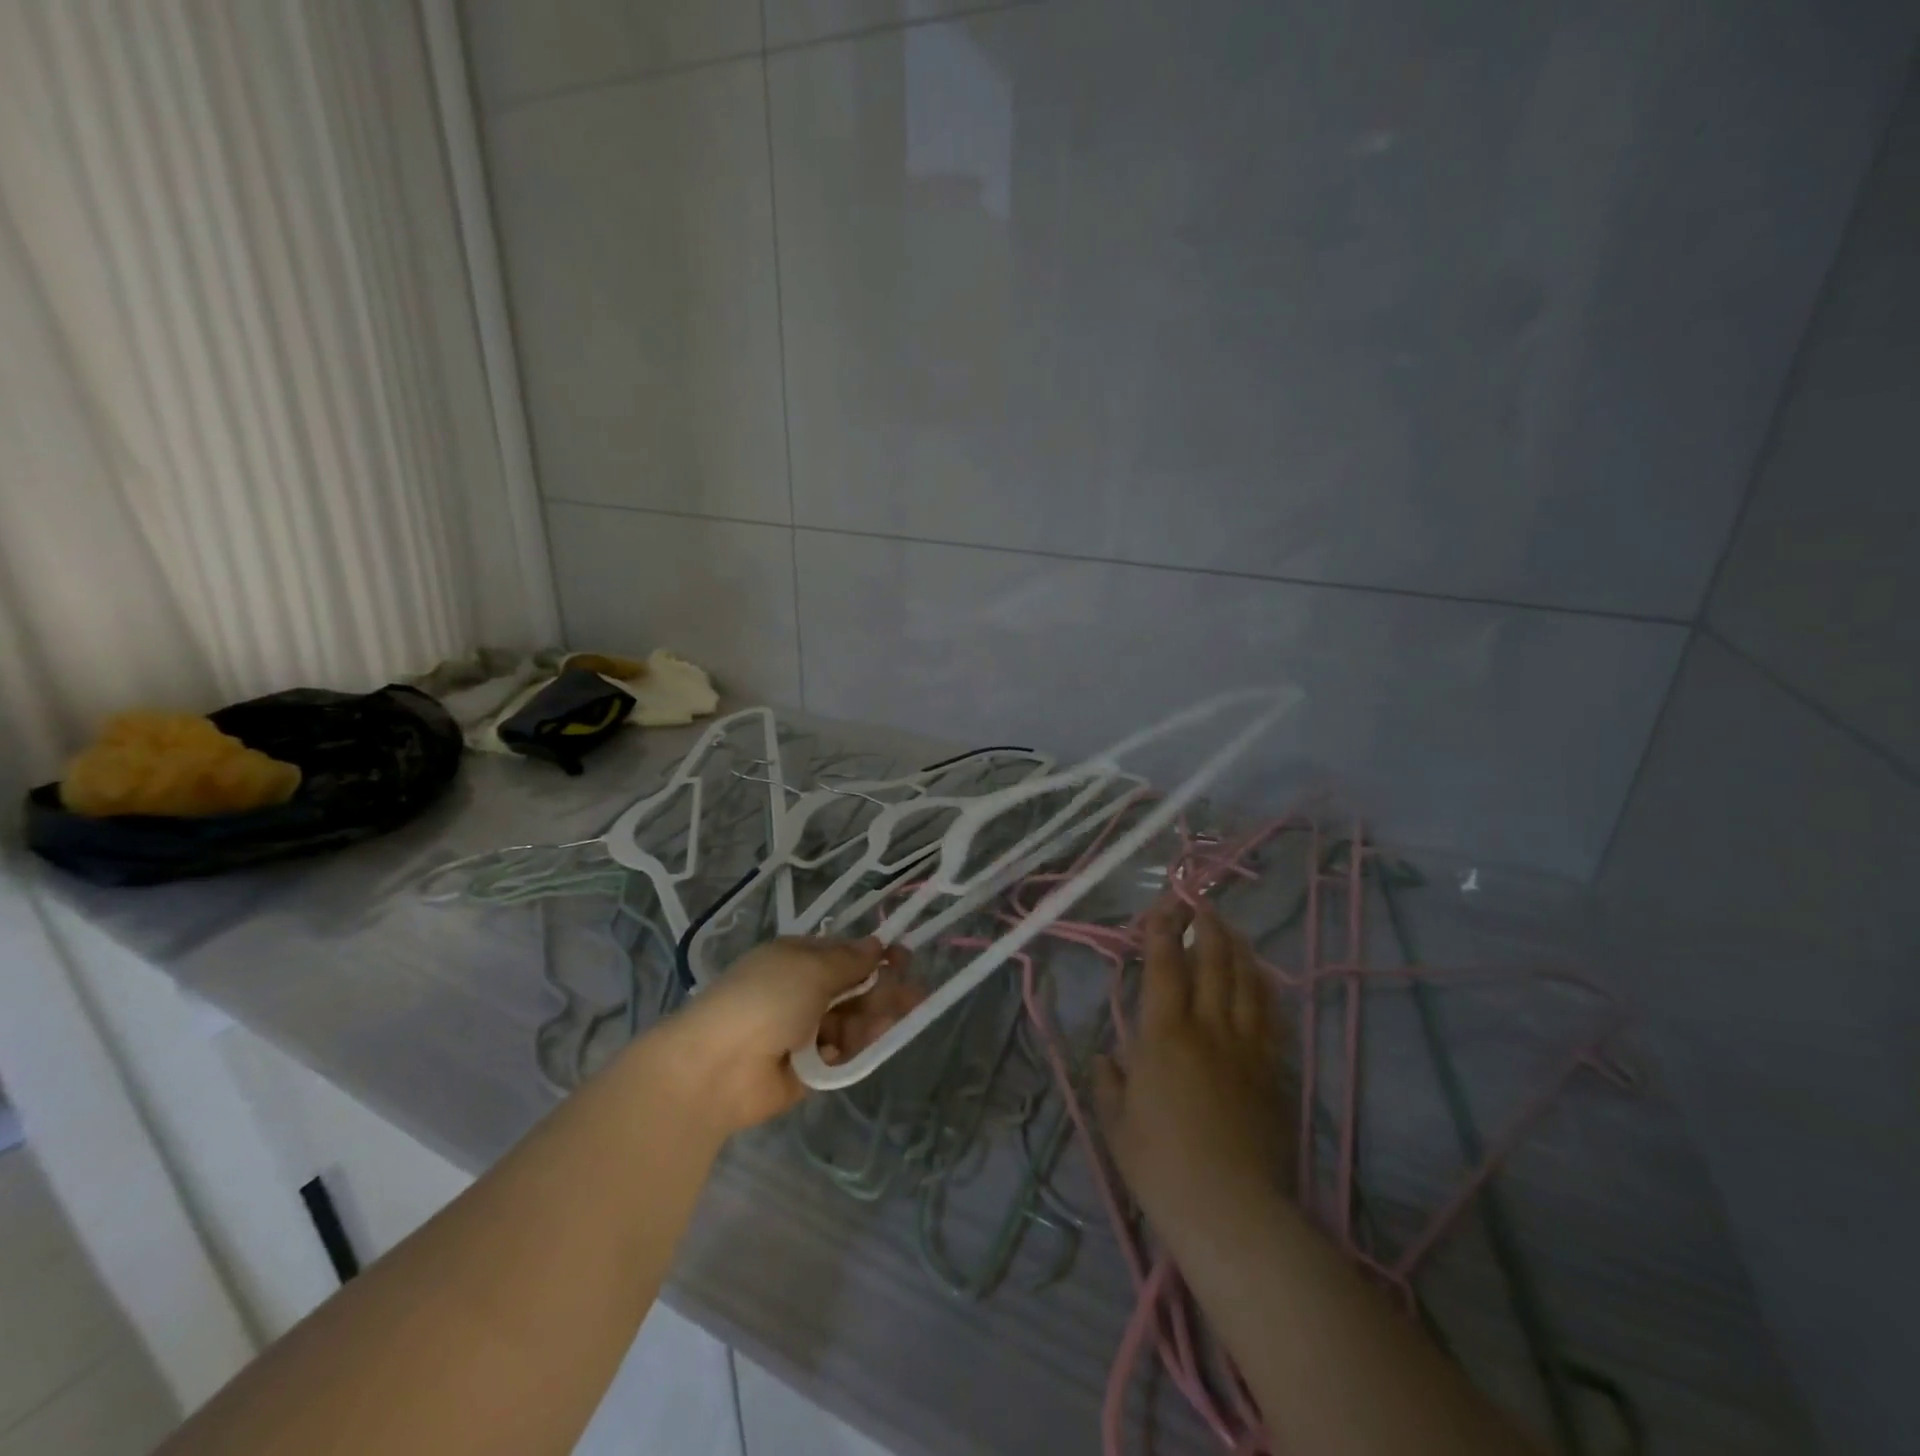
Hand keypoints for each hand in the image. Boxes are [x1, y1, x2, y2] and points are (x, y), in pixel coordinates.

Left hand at [653, 936, 922, 1133]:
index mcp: (796, 959)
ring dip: (871, 1019)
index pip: (843, 953)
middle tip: (915, 995)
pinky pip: (839, 1053)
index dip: (875, 955)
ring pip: (850, 1021)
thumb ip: (849, 961)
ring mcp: (803, 1031)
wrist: (717, 1067)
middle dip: (883, 989)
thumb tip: (876, 944)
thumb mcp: (810, 968)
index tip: (904, 958)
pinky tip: (859, 1045)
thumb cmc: (765, 999)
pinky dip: (851, 1048)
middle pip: (852, 988)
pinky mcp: (807, 1068)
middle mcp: (800, 991)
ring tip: (889, 1022)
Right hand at [1095, 900, 1291, 1238]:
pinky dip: (1263, 986)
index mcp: (1164, 1034)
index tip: (1162, 907)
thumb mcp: (1116, 1122)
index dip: (1163, 931)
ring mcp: (1246, 1047)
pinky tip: (1260, 976)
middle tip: (1199, 905)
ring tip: (1229, 928)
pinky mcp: (1272, 1070)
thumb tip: (1106, 1057)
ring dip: (1236, 948)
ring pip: (1246, 981)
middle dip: (1205, 926)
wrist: (1230, 1209)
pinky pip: (1270, 1015)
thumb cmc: (1160, 1165)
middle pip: (1212, 962)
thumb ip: (1109, 1081)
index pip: (1165, 966)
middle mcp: (1207, 1027)